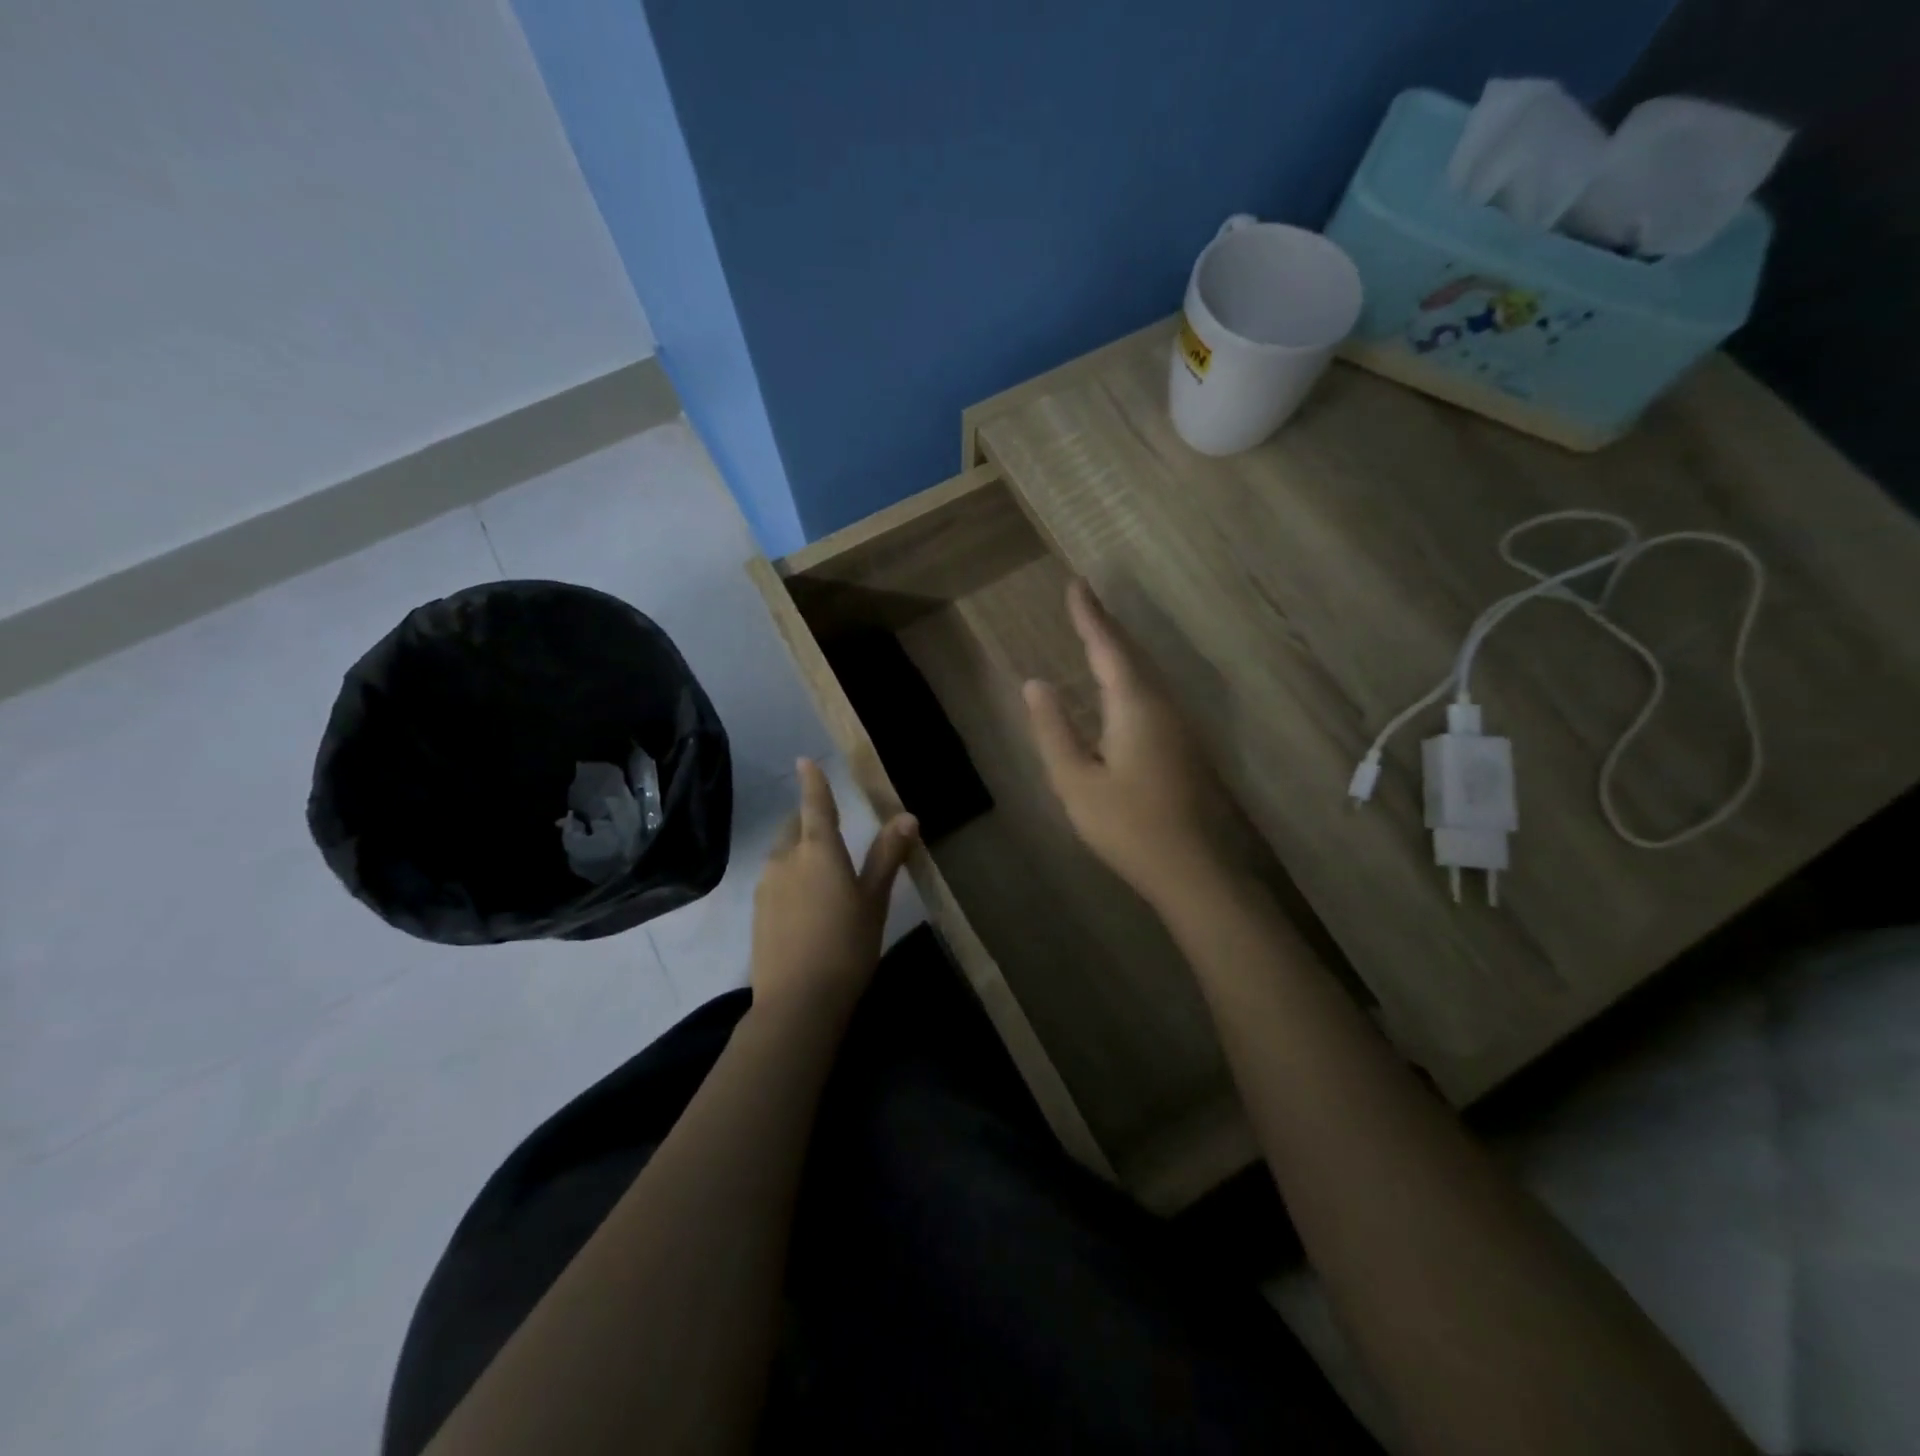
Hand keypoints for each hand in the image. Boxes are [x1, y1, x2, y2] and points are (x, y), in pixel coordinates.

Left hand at [750, 759, 917, 1024]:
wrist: (797, 1002)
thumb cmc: (847, 945)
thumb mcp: (874, 900)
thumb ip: (887, 855)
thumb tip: (907, 816)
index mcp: (818, 849)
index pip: (815, 804)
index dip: (812, 781)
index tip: (804, 760)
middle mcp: (785, 858)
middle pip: (794, 827)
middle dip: (807, 820)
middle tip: (829, 828)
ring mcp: (766, 885)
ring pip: (782, 854)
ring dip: (797, 850)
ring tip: (820, 871)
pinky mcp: (757, 912)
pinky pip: (774, 879)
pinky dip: (789, 877)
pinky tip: (803, 903)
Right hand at [1023, 579, 1232, 905]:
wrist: (1196, 870)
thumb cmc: (1128, 827)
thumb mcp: (1076, 782)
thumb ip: (1054, 730)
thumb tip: (1036, 684)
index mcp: (1135, 705)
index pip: (1107, 646)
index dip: (1088, 615)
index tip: (1075, 583)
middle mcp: (1163, 704)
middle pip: (1131, 654)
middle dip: (1105, 625)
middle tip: (1083, 601)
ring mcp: (1180, 725)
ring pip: (1145, 674)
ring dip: (1120, 649)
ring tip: (1096, 634)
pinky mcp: (1185, 746)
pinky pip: (1152, 694)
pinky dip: (1130, 676)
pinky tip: (1121, 687)